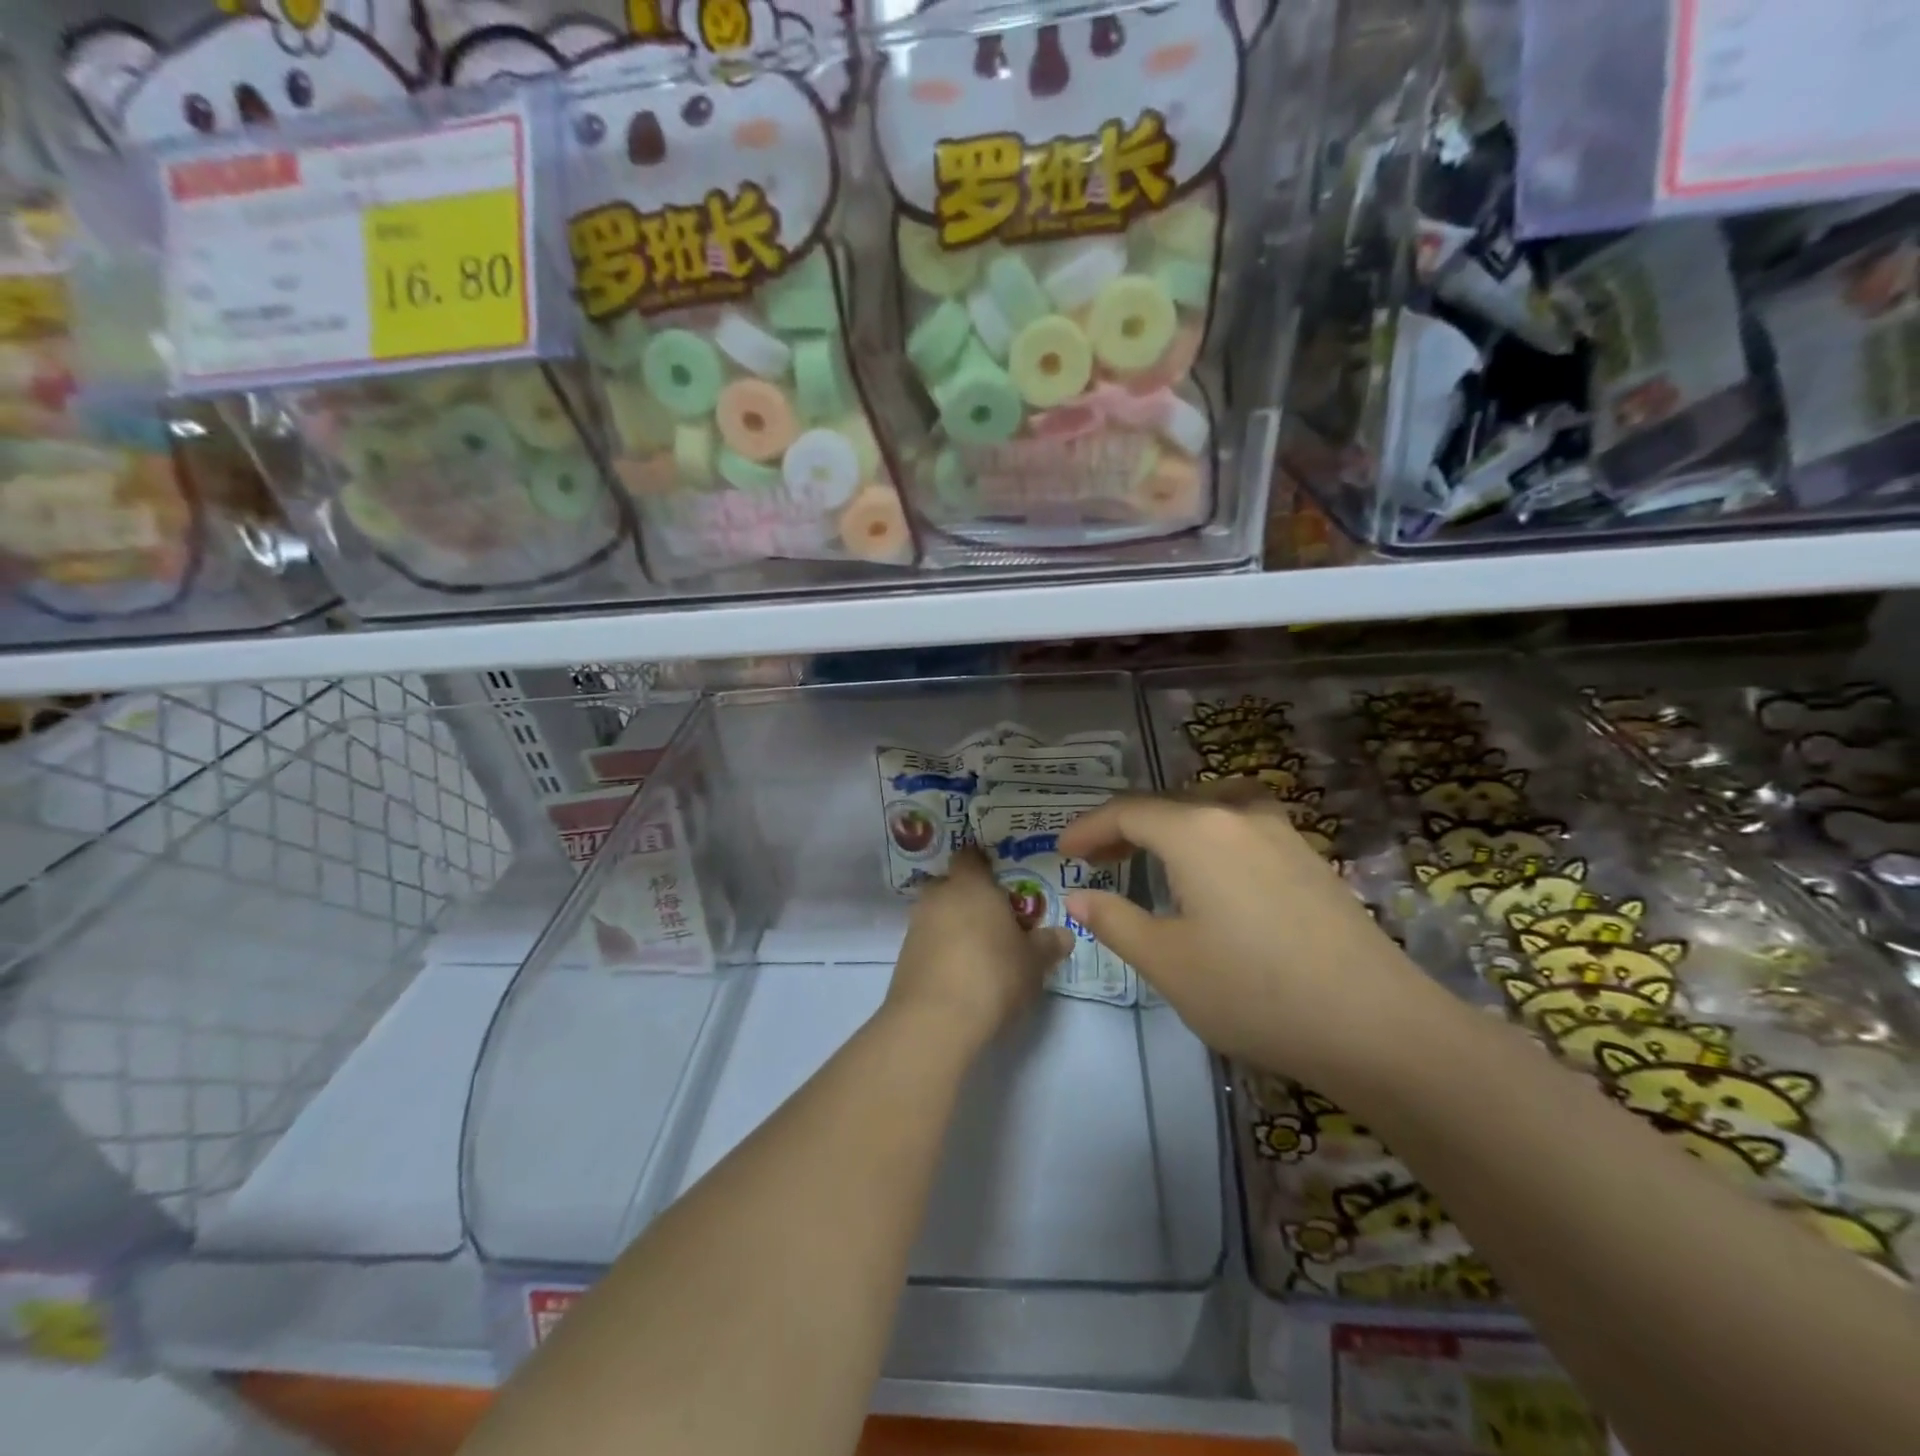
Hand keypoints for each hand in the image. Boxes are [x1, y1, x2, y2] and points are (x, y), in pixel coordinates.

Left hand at [885, 847, 1072, 1051]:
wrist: (935, 1020)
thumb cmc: (993, 974)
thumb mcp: (1034, 961)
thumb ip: (1048, 943)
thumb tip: (1063, 934)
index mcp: (970, 884)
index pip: (970, 856)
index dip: (983, 865)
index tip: (1001, 880)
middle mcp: (938, 897)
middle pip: (951, 885)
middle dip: (968, 898)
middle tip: (995, 920)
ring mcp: (916, 926)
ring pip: (938, 915)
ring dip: (954, 927)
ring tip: (980, 952)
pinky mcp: (904, 958)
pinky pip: (928, 943)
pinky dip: (942, 951)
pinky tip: (961, 974)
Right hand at [1057, 792, 1444, 1096]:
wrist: (1377, 1026)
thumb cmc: (1255, 992)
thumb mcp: (1167, 962)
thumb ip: (1115, 921)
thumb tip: (1079, 897)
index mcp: (1196, 831)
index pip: (1127, 812)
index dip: (1088, 828)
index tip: (1062, 851)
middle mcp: (1237, 815)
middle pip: (1167, 804)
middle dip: (1123, 827)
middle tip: (1096, 859)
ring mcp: (1281, 832)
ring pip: (1208, 809)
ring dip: (1168, 827)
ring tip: (1149, 856)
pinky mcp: (1309, 857)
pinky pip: (1241, 826)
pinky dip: (1207, 836)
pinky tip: (1211, 874)